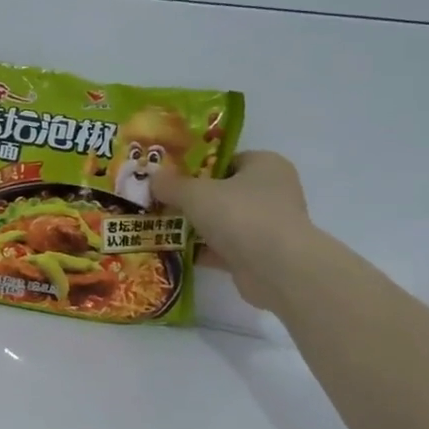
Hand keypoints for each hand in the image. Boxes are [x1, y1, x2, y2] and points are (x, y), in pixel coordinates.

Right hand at [150, 151, 313, 311]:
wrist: (276, 268)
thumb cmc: (240, 215)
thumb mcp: (195, 193)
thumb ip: (171, 185)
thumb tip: (153, 178)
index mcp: (265, 165)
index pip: (226, 160)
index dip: (196, 167)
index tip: (169, 177)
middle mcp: (271, 192)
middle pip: (222, 191)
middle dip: (191, 199)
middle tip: (159, 202)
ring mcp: (266, 225)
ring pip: (221, 221)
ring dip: (193, 226)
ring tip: (158, 227)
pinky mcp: (258, 254)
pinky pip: (222, 247)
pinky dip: (200, 250)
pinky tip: (172, 251)